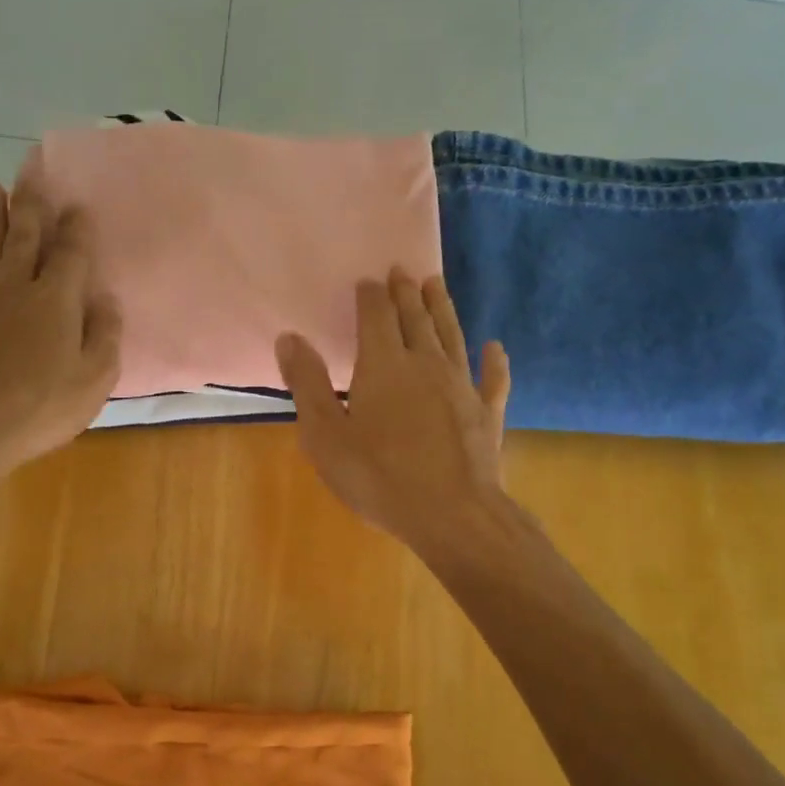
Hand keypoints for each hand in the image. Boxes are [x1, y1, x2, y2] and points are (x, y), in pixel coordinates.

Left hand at [0, 179, 121, 485]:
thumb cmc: (46, 405)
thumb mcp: (96, 376)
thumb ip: (104, 334)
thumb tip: (104, 299)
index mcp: (55, 300)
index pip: (70, 253)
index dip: (76, 227)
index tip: (77, 201)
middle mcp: (17, 292)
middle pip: (24, 238)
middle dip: (30, 201)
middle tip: (30, 165)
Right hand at [276, 272, 509, 560]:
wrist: (452, 515)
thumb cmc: (379, 477)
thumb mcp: (326, 435)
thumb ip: (307, 384)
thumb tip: (290, 338)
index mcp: (383, 366)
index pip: (376, 316)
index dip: (370, 295)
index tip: (367, 280)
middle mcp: (425, 364)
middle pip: (415, 318)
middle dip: (406, 292)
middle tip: (403, 271)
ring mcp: (461, 386)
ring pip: (451, 336)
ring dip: (442, 309)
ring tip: (436, 285)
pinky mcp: (487, 413)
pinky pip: (492, 379)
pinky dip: (493, 360)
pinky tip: (495, 347)